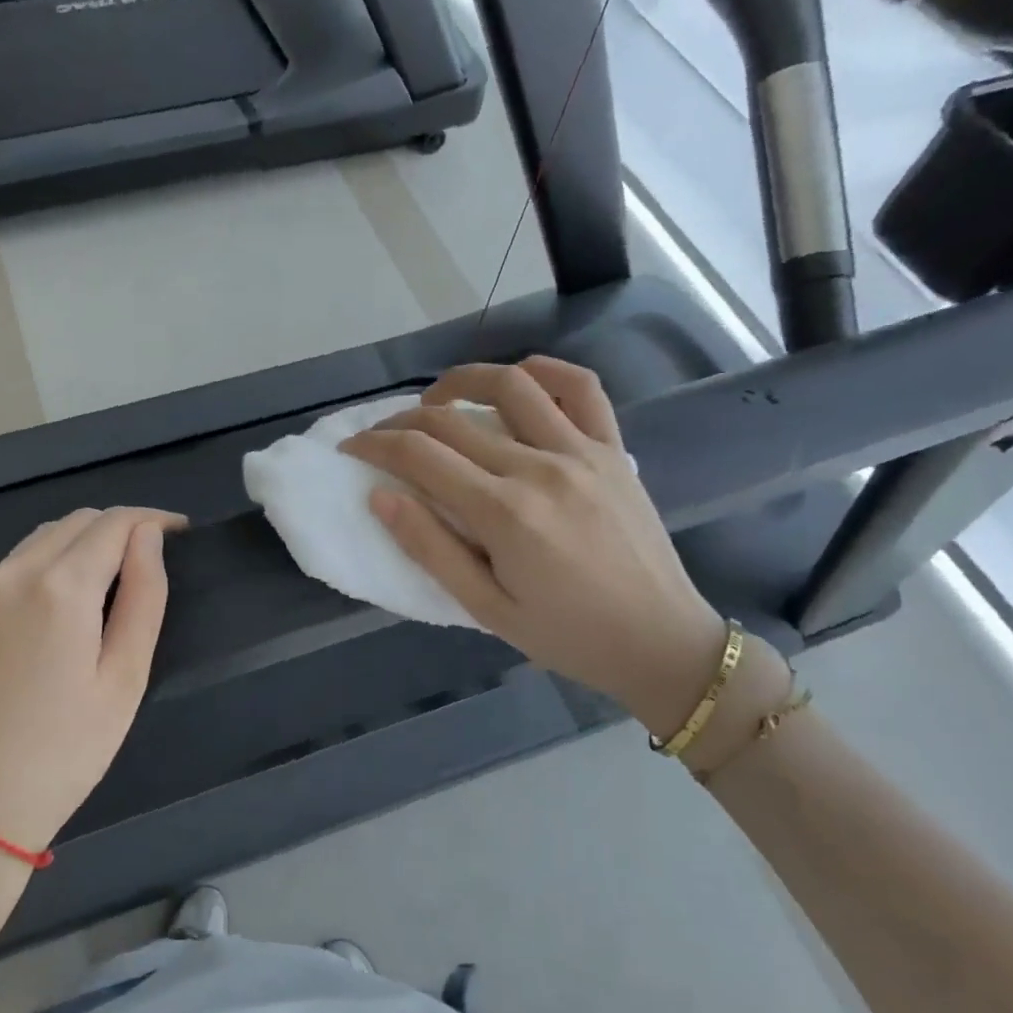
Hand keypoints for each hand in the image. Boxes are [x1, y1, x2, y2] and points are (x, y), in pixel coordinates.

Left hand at [0, 507, 184, 854]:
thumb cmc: (64, 752)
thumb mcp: (124, 679)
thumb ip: (144, 598)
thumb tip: (149, 540)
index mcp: (60, 587)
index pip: (113, 523)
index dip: (152, 520)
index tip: (182, 533)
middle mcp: (14, 574)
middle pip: (76, 522)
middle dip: (120, 526)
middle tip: (153, 558)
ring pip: (42, 538)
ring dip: (84, 541)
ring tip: (115, 575)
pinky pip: (15, 565)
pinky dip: (50, 562)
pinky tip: (66, 601)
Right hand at [340, 357, 726, 736]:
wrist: (661, 642)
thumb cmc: (567, 636)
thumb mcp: (486, 608)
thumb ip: (430, 549)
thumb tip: (380, 497)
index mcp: (504, 513)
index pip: (419, 455)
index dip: (374, 445)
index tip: (351, 448)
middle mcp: (539, 468)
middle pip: (452, 420)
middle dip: (401, 422)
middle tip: (381, 437)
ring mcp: (582, 451)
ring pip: (511, 385)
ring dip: (462, 381)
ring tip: (437, 401)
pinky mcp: (612, 449)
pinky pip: (581, 387)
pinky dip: (543, 370)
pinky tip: (517, 380)